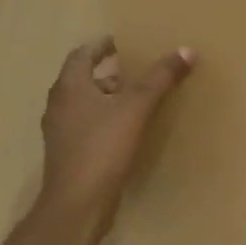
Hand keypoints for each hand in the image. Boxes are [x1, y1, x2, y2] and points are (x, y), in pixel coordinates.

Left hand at [38, 37, 193, 214]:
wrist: (78, 202)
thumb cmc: (103, 146)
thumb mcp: (137, 107)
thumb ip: (160, 78)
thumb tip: (186, 50)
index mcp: (70, 86)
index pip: (81, 54)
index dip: (101, 46)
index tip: (122, 42)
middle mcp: (59, 104)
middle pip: (81, 78)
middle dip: (106, 71)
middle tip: (134, 68)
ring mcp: (60, 131)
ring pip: (83, 103)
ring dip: (105, 95)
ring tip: (134, 96)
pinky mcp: (67, 153)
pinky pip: (86, 124)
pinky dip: (103, 118)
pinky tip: (125, 128)